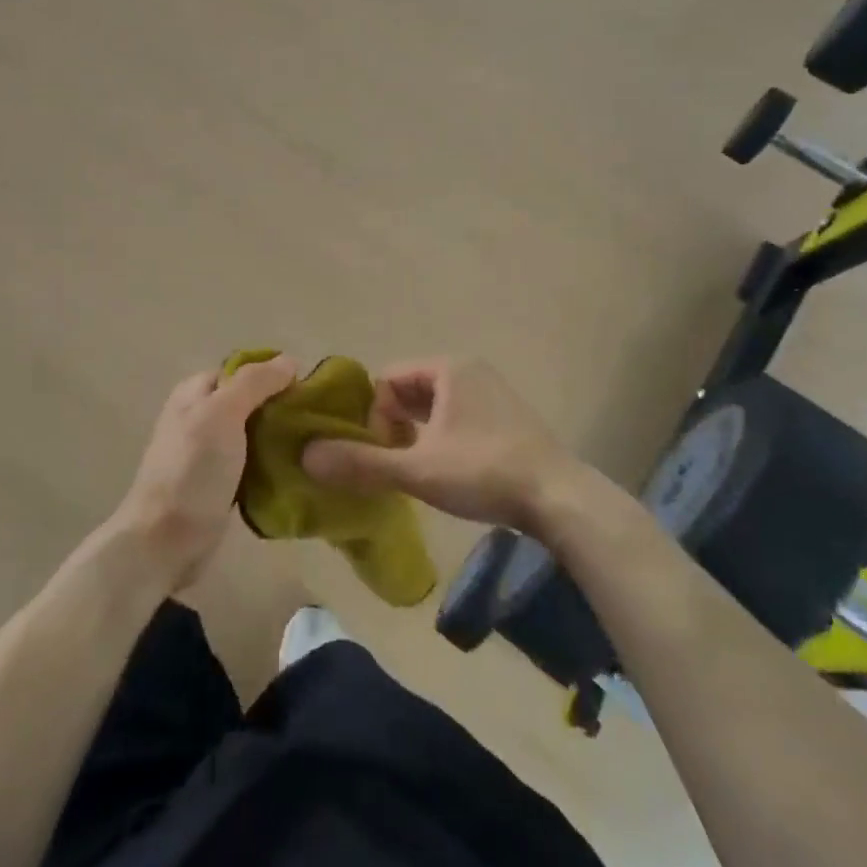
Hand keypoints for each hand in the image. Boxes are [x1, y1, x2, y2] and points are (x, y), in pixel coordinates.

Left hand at [108, 356, 298, 588]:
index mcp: (195, 393)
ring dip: (280, 439)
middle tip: (317, 420)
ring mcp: (209, 455)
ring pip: (254, 435)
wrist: (165, 542)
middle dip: (281, 408)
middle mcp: (200, 418)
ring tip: (315, 445)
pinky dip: (273, 466)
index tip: (308, 388)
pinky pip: (253, 466)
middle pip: (250, 402)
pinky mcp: (220, 486)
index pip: (240, 370)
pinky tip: (297, 471)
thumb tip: (289, 360)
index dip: (272, 374)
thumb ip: (254, 383)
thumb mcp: (222, 413)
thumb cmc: (192, 470)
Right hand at [301, 357, 577, 532]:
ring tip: (416, 470)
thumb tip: (306, 456)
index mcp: (448, 368)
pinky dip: (441, 439)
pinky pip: (457, 419)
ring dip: (416, 435)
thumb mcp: (417, 469)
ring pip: (434, 408)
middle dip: (394, 426)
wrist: (559, 498)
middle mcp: (470, 371)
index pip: (388, 380)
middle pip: (410, 392)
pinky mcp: (506, 419)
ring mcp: (492, 394)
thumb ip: (361, 462)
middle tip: (395, 463)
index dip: (374, 417)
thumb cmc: (484, 472)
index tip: (381, 453)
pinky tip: (446, 472)